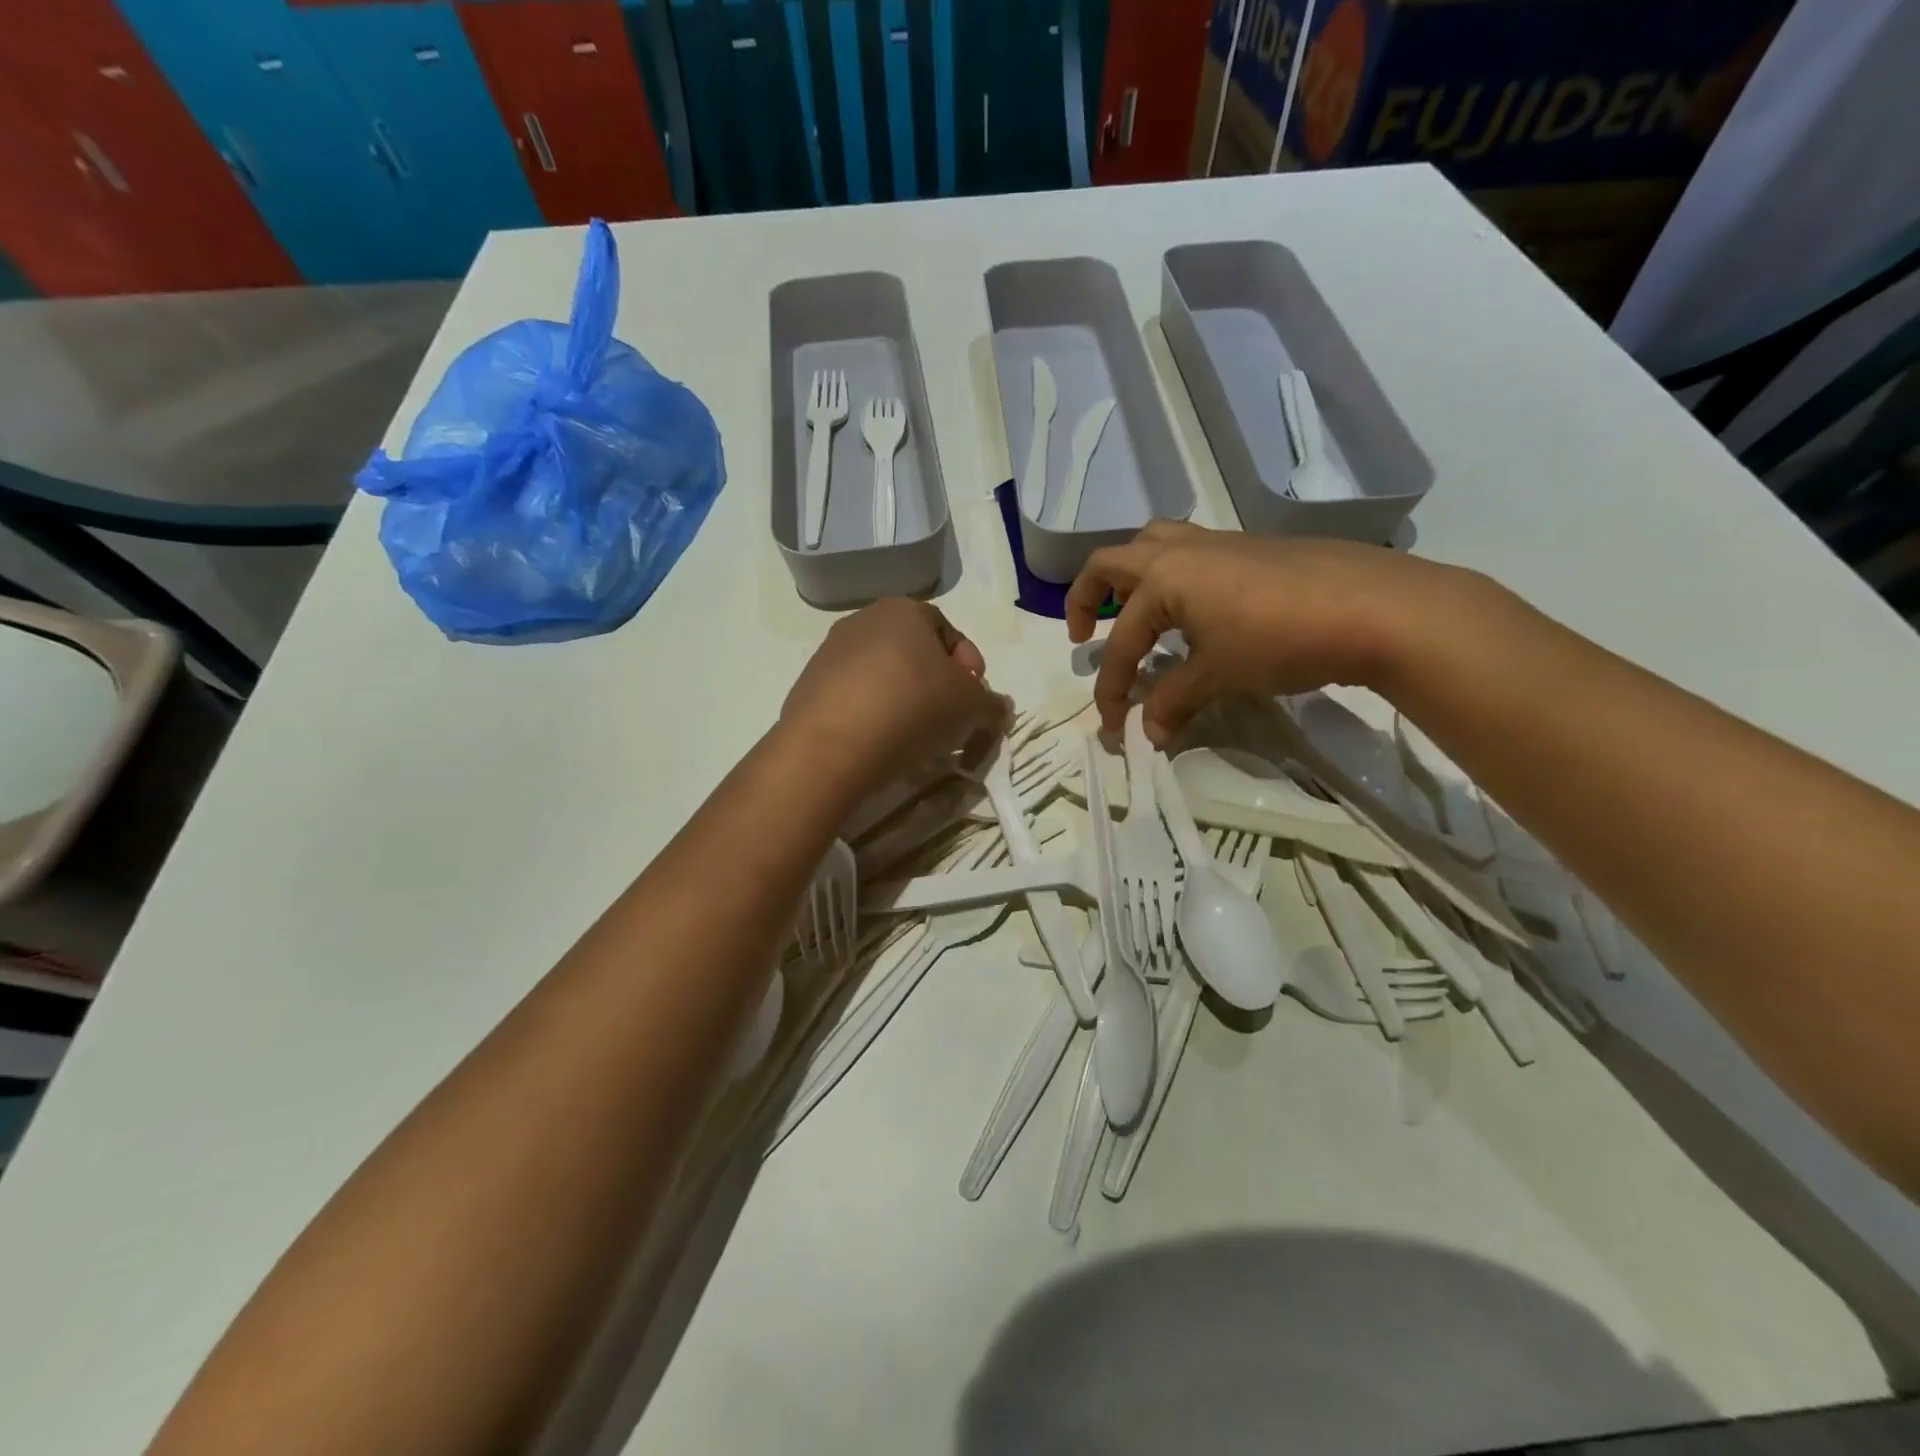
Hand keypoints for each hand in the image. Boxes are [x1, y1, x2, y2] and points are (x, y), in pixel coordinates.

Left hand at [782, 599, 1005, 794]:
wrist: (832, 745)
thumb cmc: (913, 707)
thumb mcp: (972, 707)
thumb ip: (992, 705)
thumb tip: (998, 709)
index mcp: (904, 610)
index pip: (948, 630)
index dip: (969, 665)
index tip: (975, 698)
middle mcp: (862, 621)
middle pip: (913, 652)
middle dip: (936, 684)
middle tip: (949, 719)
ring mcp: (829, 653)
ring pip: (882, 675)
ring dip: (903, 700)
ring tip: (914, 736)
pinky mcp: (808, 688)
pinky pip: (854, 698)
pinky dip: (872, 716)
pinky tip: (880, 743)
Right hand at [1066, 521, 1464, 743]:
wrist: (1374, 607)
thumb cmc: (1281, 639)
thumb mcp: (1220, 675)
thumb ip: (1175, 701)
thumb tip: (1148, 734)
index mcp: (1163, 577)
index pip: (1122, 640)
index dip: (1110, 687)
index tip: (1113, 725)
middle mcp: (1182, 549)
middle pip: (1112, 561)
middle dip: (1086, 596)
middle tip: (1083, 632)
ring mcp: (1219, 543)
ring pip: (1153, 544)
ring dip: (1130, 576)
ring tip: (1133, 611)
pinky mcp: (1250, 548)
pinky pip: (1190, 553)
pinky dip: (1171, 578)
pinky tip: (1193, 612)